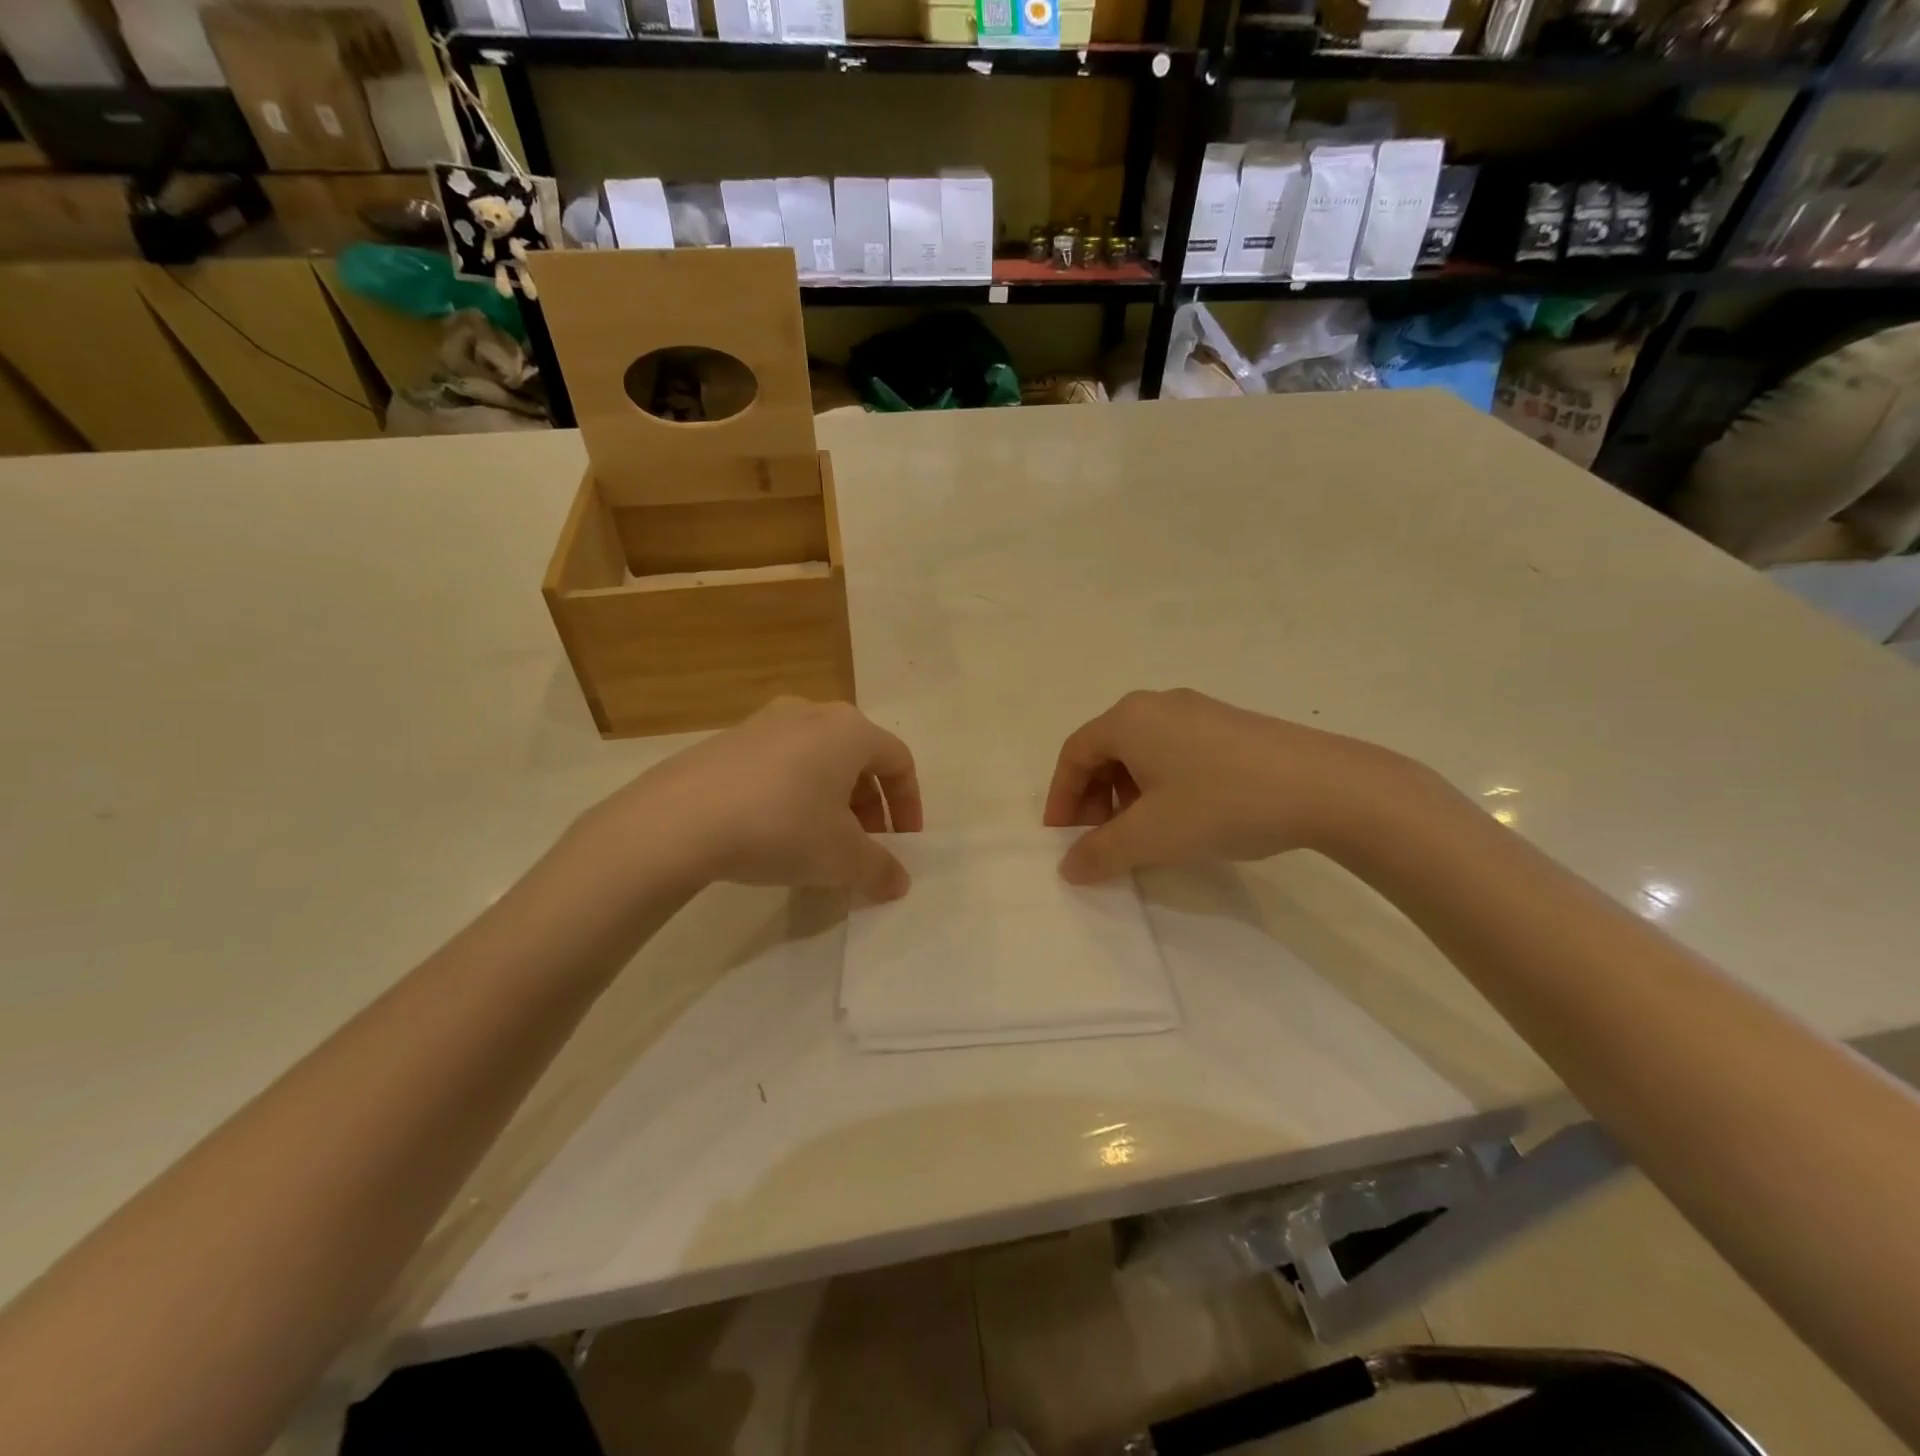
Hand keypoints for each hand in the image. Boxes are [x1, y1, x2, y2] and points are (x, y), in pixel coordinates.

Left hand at [583, 698, 923, 899]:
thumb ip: (879, 869)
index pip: (898, 761)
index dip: (909, 804)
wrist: (679, 820)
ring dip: (831, 800)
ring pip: (817, 760)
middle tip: (862, 845)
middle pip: (857, 758)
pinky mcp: (727, 741)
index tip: (902, 843)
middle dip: (869, 805)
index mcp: (849, 730)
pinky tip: (774, 831)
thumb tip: (899, 882)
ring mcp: (764, 722)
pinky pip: (779, 764)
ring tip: (819, 841)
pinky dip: (793, 794)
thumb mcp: (841, 858)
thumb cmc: (782, 826)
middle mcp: (811, 714)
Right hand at [1042, 689, 1425, 882]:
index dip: (1060, 798)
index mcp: (1129, 719)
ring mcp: (1197, 711)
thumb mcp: (1151, 836)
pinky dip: (1159, 785)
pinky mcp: (1229, 726)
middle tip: (1096, 840)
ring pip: (1141, 753)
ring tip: (1139, 834)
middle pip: (1105, 750)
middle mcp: (1157, 705)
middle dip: (1092, 798)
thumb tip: (1068, 867)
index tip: (1061, 839)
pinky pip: (1173, 752)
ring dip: (1125, 795)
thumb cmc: (1221, 803)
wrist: (1325, 786)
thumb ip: (1100, 852)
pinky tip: (1180, 817)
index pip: (1074, 754)